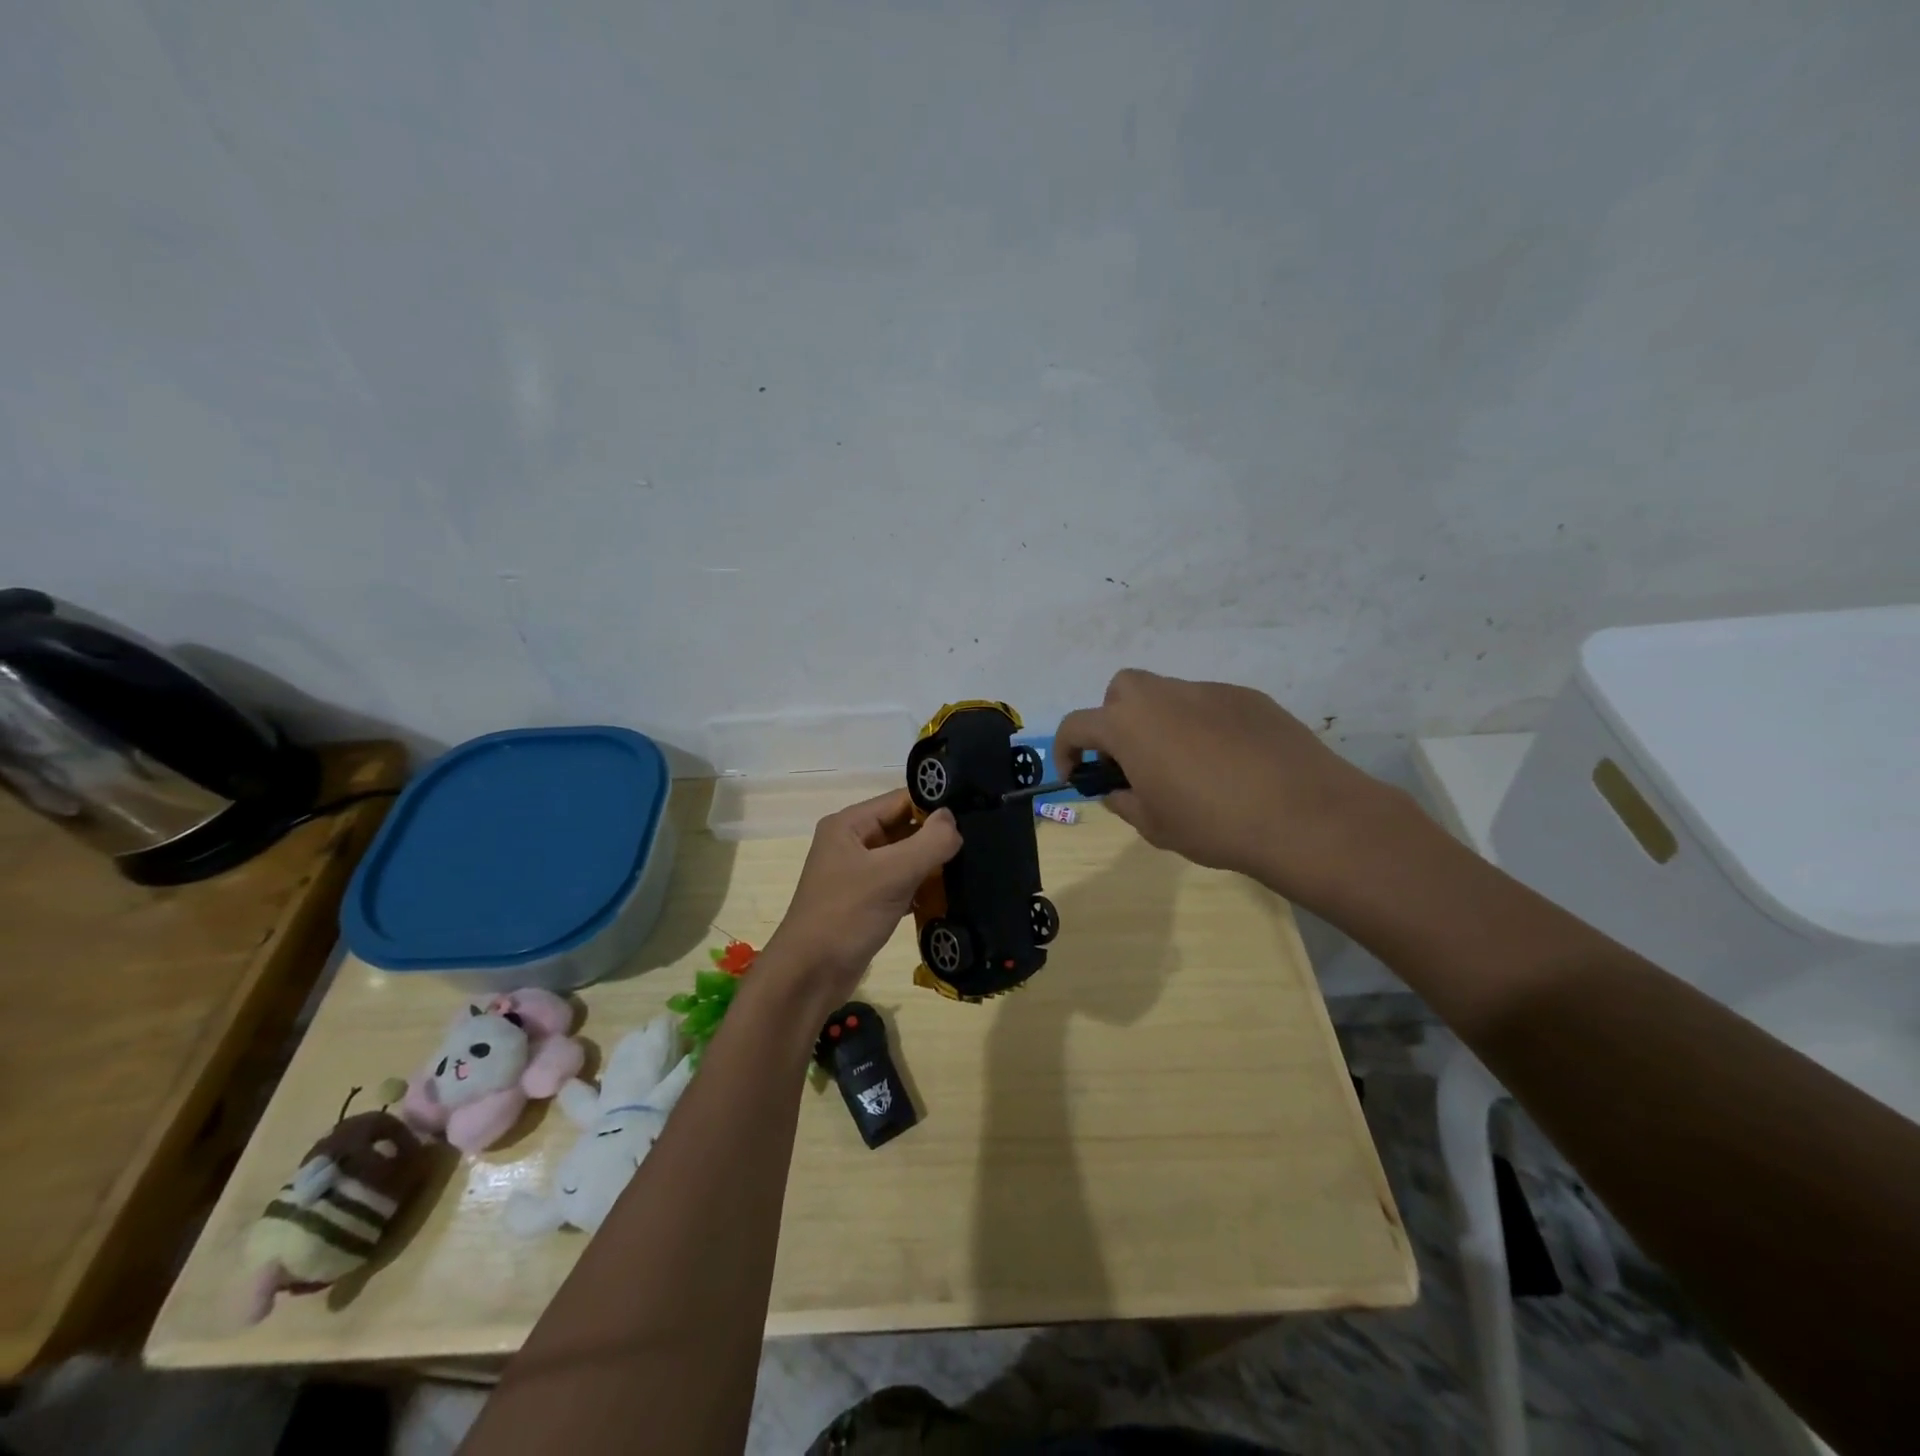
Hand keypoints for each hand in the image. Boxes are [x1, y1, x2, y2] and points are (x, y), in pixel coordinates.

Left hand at [761, 789, 960, 1009]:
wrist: (809, 977)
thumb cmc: (846, 916)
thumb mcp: (891, 875)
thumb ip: (928, 843)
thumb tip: (954, 819)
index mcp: (850, 825)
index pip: (901, 800)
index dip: (936, 806)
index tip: (975, 814)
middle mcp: (853, 843)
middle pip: (905, 828)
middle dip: (938, 837)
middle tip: (981, 843)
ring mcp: (860, 874)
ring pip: (906, 858)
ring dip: (934, 865)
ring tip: (974, 867)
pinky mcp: (868, 902)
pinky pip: (902, 885)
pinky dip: (923, 889)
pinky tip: (952, 896)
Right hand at [1054, 669, 1402, 900]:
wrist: (1302, 815)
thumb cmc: (1213, 824)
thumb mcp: (1154, 826)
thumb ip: (1125, 802)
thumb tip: (1118, 789)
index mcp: (1128, 726)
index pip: (1077, 725)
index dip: (1066, 750)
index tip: (1077, 775)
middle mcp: (1163, 696)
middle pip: (1121, 690)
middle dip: (1114, 719)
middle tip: (1132, 759)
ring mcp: (1208, 691)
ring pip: (1168, 695)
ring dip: (1161, 722)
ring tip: (1186, 765)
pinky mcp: (1247, 697)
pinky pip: (1209, 705)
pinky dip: (1204, 725)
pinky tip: (1229, 762)